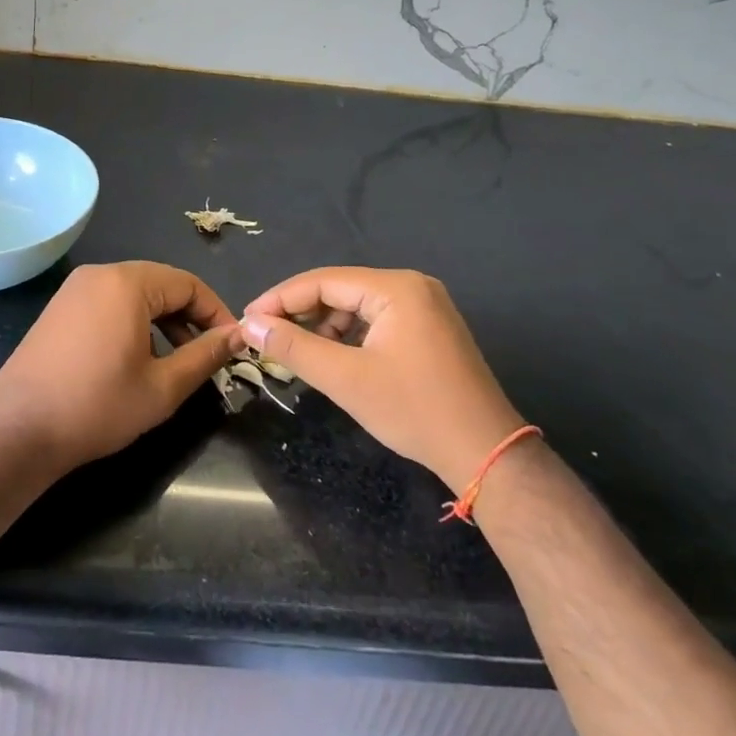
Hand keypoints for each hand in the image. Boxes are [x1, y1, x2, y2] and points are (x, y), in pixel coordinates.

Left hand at [0, 261, 242, 475]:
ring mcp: (74, 290)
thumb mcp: (162, 387)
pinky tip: (134, 362)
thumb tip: (238, 335)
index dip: (216, 313)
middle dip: (188, 318)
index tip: (232, 345)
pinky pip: (108, 304)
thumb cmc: (97, 406)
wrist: (17, 432)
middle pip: (160, 285)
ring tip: (173, 364)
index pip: (188, 283)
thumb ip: (205, 355)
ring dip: (161, 323)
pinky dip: (132, 324)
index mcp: (127, 282)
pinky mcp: (59, 310)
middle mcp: (99, 274)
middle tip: (206, 357)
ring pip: (134, 295)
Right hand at [241, 267, 522, 491]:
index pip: (323, 281)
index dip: (281, 298)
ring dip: (324, 326)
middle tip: (266, 336)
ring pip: (357, 306)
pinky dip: (349, 336)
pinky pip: (377, 320)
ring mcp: (426, 306)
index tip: (248, 319)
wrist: (486, 454)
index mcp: (396, 287)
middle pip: (340, 290)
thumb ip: (294, 347)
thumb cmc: (414, 411)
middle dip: (301, 312)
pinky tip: (332, 357)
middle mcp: (412, 286)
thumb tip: (249, 325)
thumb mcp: (346, 379)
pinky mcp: (430, 329)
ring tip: (296, 351)